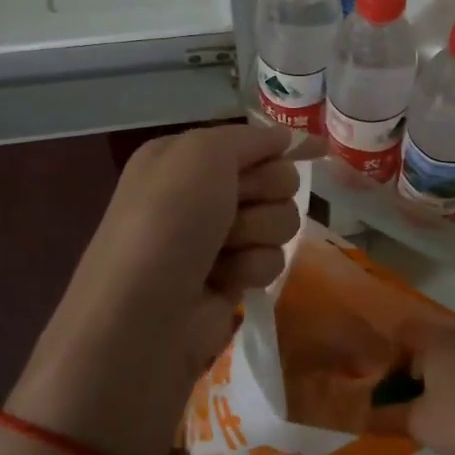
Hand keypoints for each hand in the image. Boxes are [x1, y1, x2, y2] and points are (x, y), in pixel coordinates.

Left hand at [12, 123, 307, 454]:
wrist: (142, 317)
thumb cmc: (167, 222)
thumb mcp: (201, 154)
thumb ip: (249, 138)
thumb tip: (286, 137)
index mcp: (184, 157)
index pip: (252, 141)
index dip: (278, 147)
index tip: (312, 151)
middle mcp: (200, 194)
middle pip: (275, 178)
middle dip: (265, 192)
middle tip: (234, 209)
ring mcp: (217, 239)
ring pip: (280, 220)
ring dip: (258, 233)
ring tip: (223, 252)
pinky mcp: (231, 279)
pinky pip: (271, 260)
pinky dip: (252, 268)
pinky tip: (224, 281)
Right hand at [390, 318, 454, 454]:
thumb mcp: (418, 423)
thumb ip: (386, 415)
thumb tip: (362, 414)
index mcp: (436, 340)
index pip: (402, 331)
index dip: (390, 354)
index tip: (388, 383)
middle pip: (427, 339)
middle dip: (415, 364)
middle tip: (409, 395)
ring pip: (451, 349)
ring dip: (439, 369)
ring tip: (436, 401)